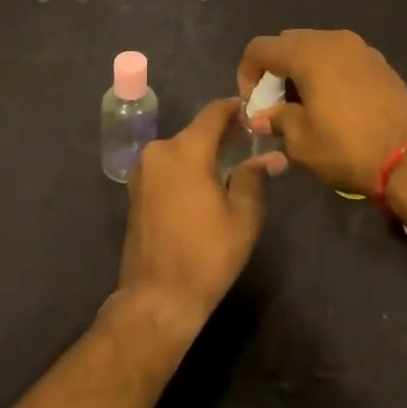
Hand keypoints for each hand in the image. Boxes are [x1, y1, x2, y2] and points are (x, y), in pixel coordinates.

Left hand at [114, 99, 286, 339]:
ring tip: (229, 169)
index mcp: (186, 150)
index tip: (254, 113)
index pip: (214, 112)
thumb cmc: (206, 255)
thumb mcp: (243, 217)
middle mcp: (159, 150)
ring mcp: (143, 170)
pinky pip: (167, 166)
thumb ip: (254, 177)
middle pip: (196, 131)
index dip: (235, 108)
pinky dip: (185, 169)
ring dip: (203, 154)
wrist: (157, 299)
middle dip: (222, 135)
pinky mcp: (135, 190)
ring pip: (180, 149)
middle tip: (248, 145)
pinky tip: (203, 187)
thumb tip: (271, 157)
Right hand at [237, 30, 406, 195]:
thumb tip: (263, 116)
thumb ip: (277, 120)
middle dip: (275, 71)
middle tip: (277, 106)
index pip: (260, 48)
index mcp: (308, 52)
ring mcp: (360, 48)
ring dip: (302, 72)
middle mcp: (333, 39)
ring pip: (317, 49)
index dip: (247, 74)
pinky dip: (327, 74)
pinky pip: (341, 59)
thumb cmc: (348, 146)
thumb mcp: (301, 141)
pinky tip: (333, 106)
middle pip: (289, 43)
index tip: (254, 105)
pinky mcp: (380, 63)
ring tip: (304, 108)